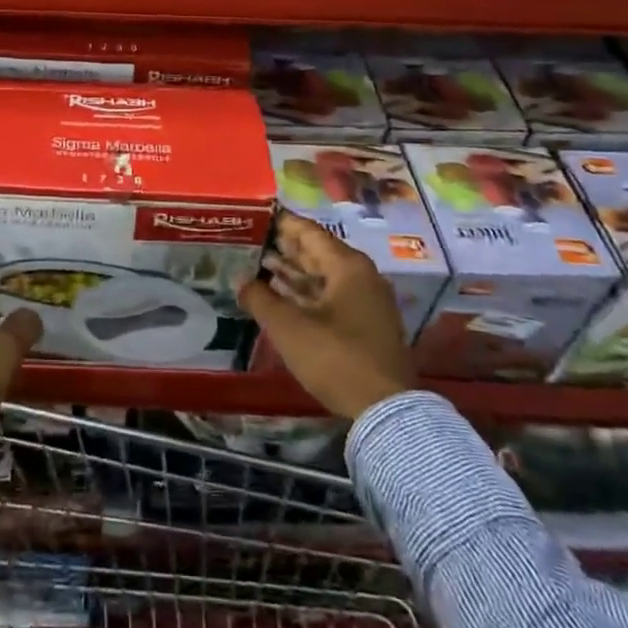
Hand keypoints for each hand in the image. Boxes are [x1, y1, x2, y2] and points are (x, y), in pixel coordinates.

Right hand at [238, 211, 410, 420]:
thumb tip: (241, 280)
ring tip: (260, 265)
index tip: (255, 215)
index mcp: (347, 265)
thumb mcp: (288, 327)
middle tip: (252, 240)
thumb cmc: (335, 357)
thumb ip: (260, 298)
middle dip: (284, 247)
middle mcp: (361, 276)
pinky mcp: (367, 325)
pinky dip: (307, 293)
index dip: (281, 223)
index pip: (308, 231)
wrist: (386, 411)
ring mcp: (367, 301)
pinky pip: (331, 296)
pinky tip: (283, 296)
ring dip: (294, 272)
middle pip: (317, 252)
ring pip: (324, 276)